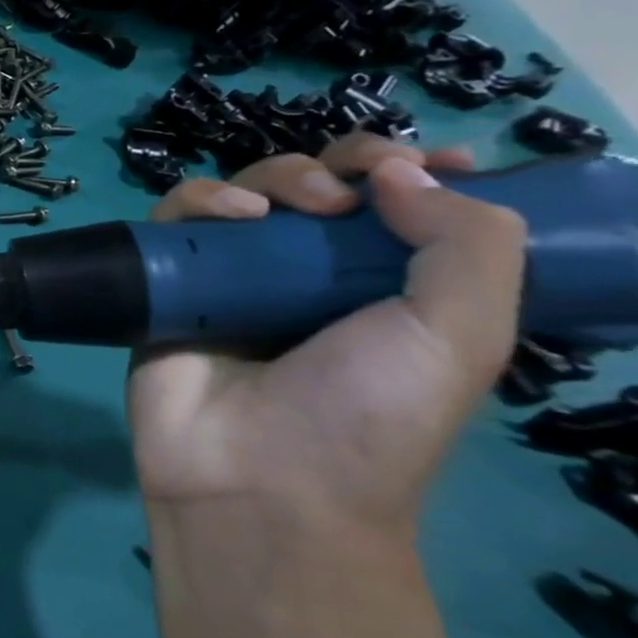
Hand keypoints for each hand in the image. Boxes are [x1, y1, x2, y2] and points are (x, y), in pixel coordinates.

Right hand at [128, 133, 524, 539]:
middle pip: (318, 185)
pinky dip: (202, 201)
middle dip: (340, 164)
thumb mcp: (462, 336)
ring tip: (288, 205)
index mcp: (385, 289)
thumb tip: (397, 171)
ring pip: (244, 191)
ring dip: (273, 177)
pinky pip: (176, 219)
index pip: (402, 208)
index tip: (439, 160)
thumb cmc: (371, 415)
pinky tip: (230, 216)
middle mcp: (308, 275)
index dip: (419, 172)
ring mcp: (233, 278)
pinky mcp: (169, 282)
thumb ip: (468, 243)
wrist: (259, 476)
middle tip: (350, 184)